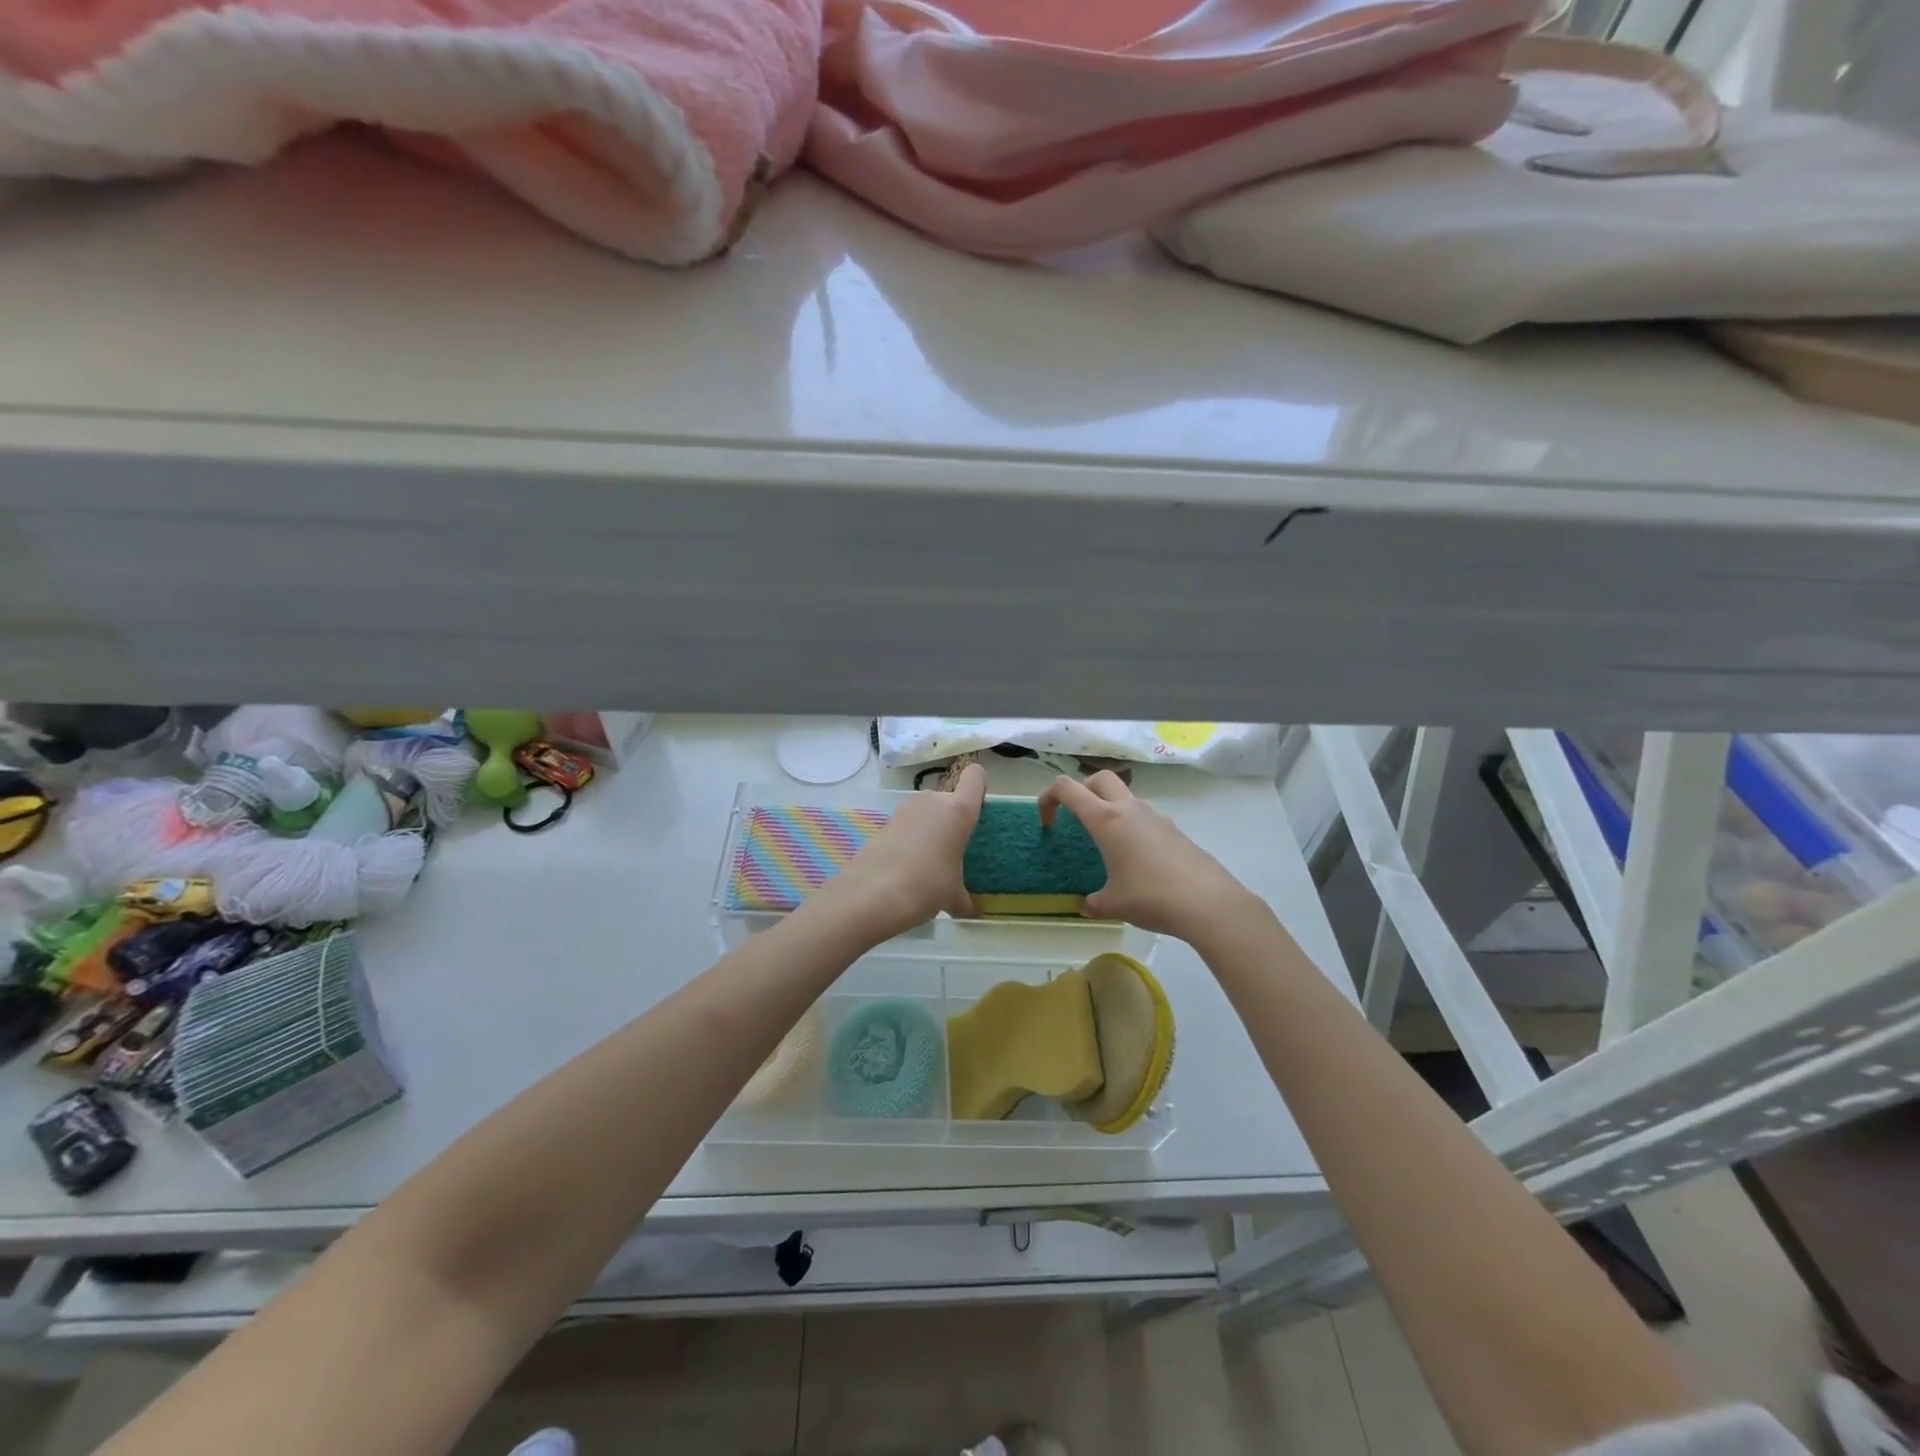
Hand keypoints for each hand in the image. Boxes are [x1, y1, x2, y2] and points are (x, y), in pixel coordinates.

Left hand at [813, 763, 986, 942]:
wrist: (871, 894)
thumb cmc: (926, 886)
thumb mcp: (952, 896)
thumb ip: (965, 899)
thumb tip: (971, 911)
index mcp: (958, 811)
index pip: (975, 777)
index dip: (979, 786)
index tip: (979, 808)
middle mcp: (932, 801)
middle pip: (948, 799)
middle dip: (951, 820)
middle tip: (953, 850)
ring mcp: (905, 809)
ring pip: (926, 812)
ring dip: (929, 830)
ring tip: (929, 863)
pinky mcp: (884, 822)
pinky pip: (907, 825)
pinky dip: (910, 840)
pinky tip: (907, 867)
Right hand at [1039, 771, 1258, 941]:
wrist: (1209, 902)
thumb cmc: (1151, 897)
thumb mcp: (1113, 904)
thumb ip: (1094, 902)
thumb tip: (1088, 905)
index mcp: (1106, 819)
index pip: (1066, 788)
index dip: (1048, 799)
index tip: (1047, 823)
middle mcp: (1129, 809)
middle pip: (1099, 779)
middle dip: (1082, 792)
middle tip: (1078, 820)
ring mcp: (1156, 817)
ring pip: (1125, 798)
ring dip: (1110, 811)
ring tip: (1108, 848)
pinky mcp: (1174, 830)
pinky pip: (1145, 819)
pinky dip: (1133, 829)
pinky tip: (1138, 863)